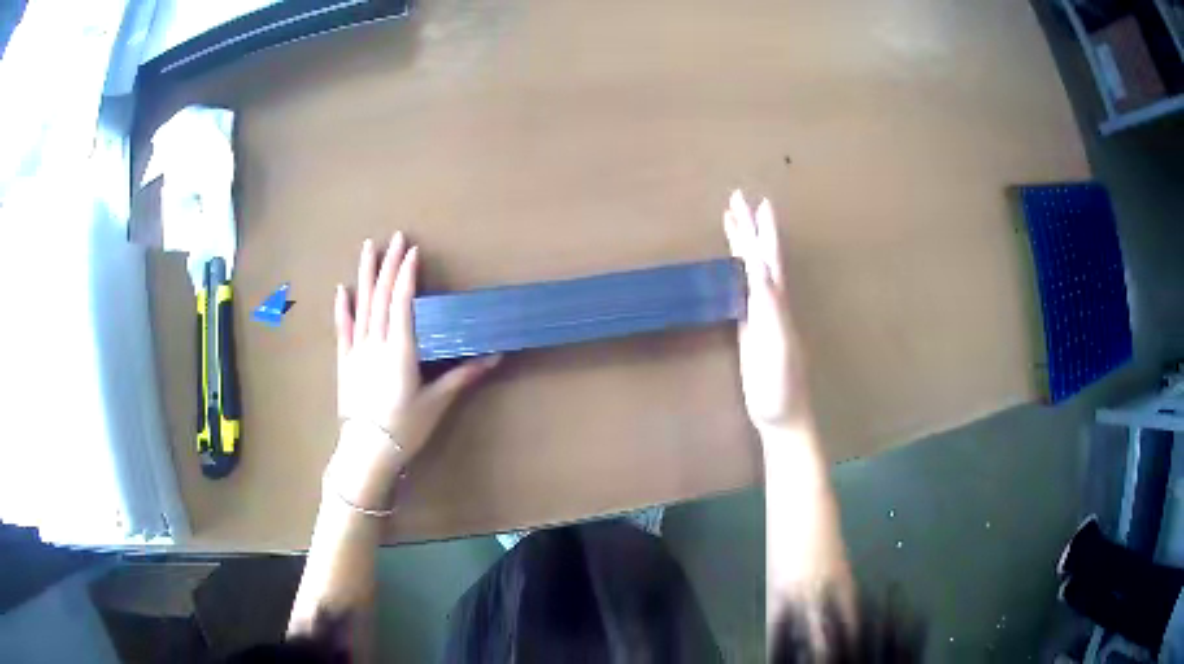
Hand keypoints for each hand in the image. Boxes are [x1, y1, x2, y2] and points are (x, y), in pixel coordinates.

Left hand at [331, 234, 498, 499]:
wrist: (367, 450)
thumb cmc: (405, 428)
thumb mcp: (437, 402)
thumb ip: (463, 375)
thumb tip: (496, 356)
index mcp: (400, 349)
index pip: (402, 302)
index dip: (407, 275)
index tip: (413, 251)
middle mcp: (376, 343)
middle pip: (382, 297)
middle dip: (389, 265)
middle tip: (395, 237)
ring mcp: (357, 350)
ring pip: (361, 305)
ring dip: (365, 275)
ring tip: (368, 248)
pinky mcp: (344, 362)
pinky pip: (342, 329)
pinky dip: (343, 308)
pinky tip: (343, 289)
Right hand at [723, 190, 808, 432]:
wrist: (782, 416)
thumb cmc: (780, 388)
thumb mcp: (777, 349)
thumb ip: (772, 312)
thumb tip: (762, 273)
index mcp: (778, 304)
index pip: (766, 260)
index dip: (759, 233)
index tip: (754, 204)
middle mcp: (772, 303)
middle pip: (760, 257)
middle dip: (749, 227)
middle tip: (737, 198)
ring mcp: (761, 315)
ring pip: (751, 270)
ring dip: (743, 244)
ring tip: (732, 220)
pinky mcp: (751, 329)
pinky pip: (742, 290)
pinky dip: (735, 271)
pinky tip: (730, 266)